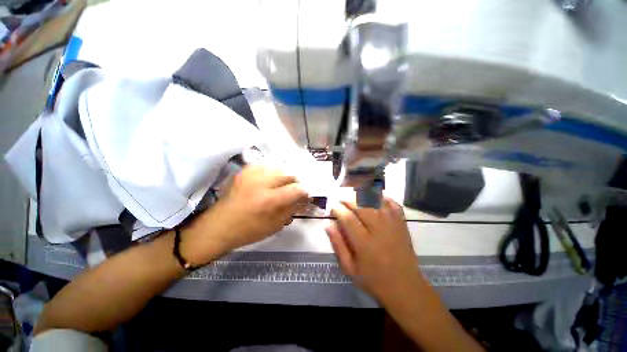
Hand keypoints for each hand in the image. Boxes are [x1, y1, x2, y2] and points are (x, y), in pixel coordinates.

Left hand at [182, 165, 308, 263]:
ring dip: (284, 175)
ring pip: (278, 167)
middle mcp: (261, 182)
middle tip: (294, 189)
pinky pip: (265, 165)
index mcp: (269, 200)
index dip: (304, 192)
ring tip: (282, 184)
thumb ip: (292, 209)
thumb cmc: (249, 230)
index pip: (296, 189)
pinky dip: (272, 171)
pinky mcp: (244, 171)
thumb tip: (303, 198)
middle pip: (288, 173)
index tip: (305, 195)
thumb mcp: (276, 225)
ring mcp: (251, 174)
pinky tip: (270, 179)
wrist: (218, 226)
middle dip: (295, 181)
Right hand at [326, 198, 424, 301]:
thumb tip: (327, 225)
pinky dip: (382, 197)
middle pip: (361, 206)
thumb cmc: (374, 280)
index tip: (333, 207)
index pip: (348, 219)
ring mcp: (392, 224)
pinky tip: (374, 197)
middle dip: (348, 200)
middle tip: (341, 201)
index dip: (338, 210)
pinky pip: (392, 203)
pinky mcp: (402, 223)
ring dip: (362, 196)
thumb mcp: (349, 268)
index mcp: (364, 243)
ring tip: (354, 197)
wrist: (405, 287)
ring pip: (376, 201)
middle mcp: (379, 229)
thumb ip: (338, 244)